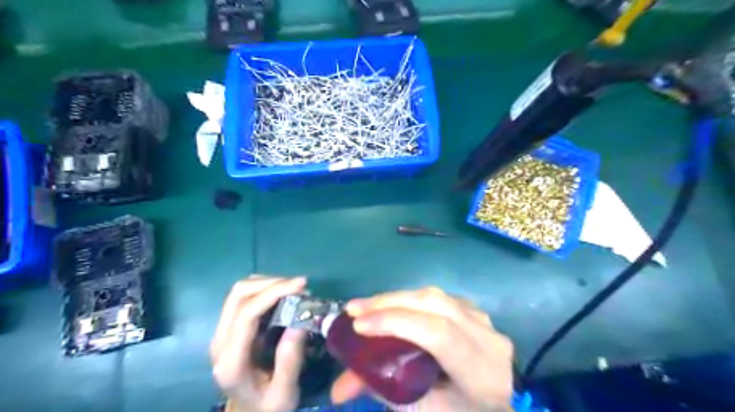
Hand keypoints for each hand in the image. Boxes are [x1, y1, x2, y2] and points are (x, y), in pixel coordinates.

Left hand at [212, 275, 307, 410]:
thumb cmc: (266, 408)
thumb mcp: (283, 395)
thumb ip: (290, 361)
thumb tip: (301, 322)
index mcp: (231, 361)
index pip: (246, 314)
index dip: (273, 292)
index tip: (302, 285)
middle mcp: (219, 341)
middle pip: (238, 294)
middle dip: (272, 282)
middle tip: (301, 285)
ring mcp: (222, 332)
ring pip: (239, 291)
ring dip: (268, 283)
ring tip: (294, 289)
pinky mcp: (229, 327)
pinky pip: (244, 297)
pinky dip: (265, 289)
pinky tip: (283, 294)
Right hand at [330, 286, 511, 411]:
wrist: (499, 408)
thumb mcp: (424, 411)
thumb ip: (385, 392)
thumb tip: (338, 388)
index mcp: (481, 371)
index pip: (438, 334)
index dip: (396, 324)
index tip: (359, 327)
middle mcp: (487, 337)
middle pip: (435, 304)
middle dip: (388, 303)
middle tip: (353, 309)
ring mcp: (483, 319)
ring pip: (434, 296)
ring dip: (396, 298)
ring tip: (366, 306)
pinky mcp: (474, 311)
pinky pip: (438, 298)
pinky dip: (411, 301)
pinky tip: (393, 307)